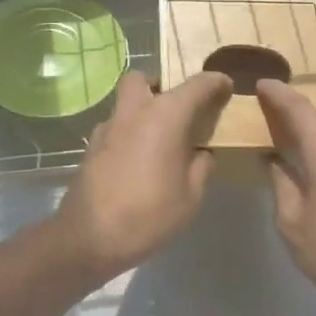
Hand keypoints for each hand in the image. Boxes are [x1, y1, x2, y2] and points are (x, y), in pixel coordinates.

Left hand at [50, 70, 231, 283]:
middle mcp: (134, 111)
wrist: (90, 237)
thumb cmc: (149, 214)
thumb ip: (201, 166)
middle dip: (161, 84)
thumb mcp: (191, 196)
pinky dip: (129, 132)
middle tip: (177, 108)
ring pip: (125, 101)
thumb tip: (201, 153)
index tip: (226, 87)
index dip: (215, 82)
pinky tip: (138, 159)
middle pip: (144, 78)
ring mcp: (108, 127)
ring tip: (159, 138)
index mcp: (165, 116)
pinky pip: (115, 126)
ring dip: (142, 109)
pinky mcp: (92, 146)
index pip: (196, 85)